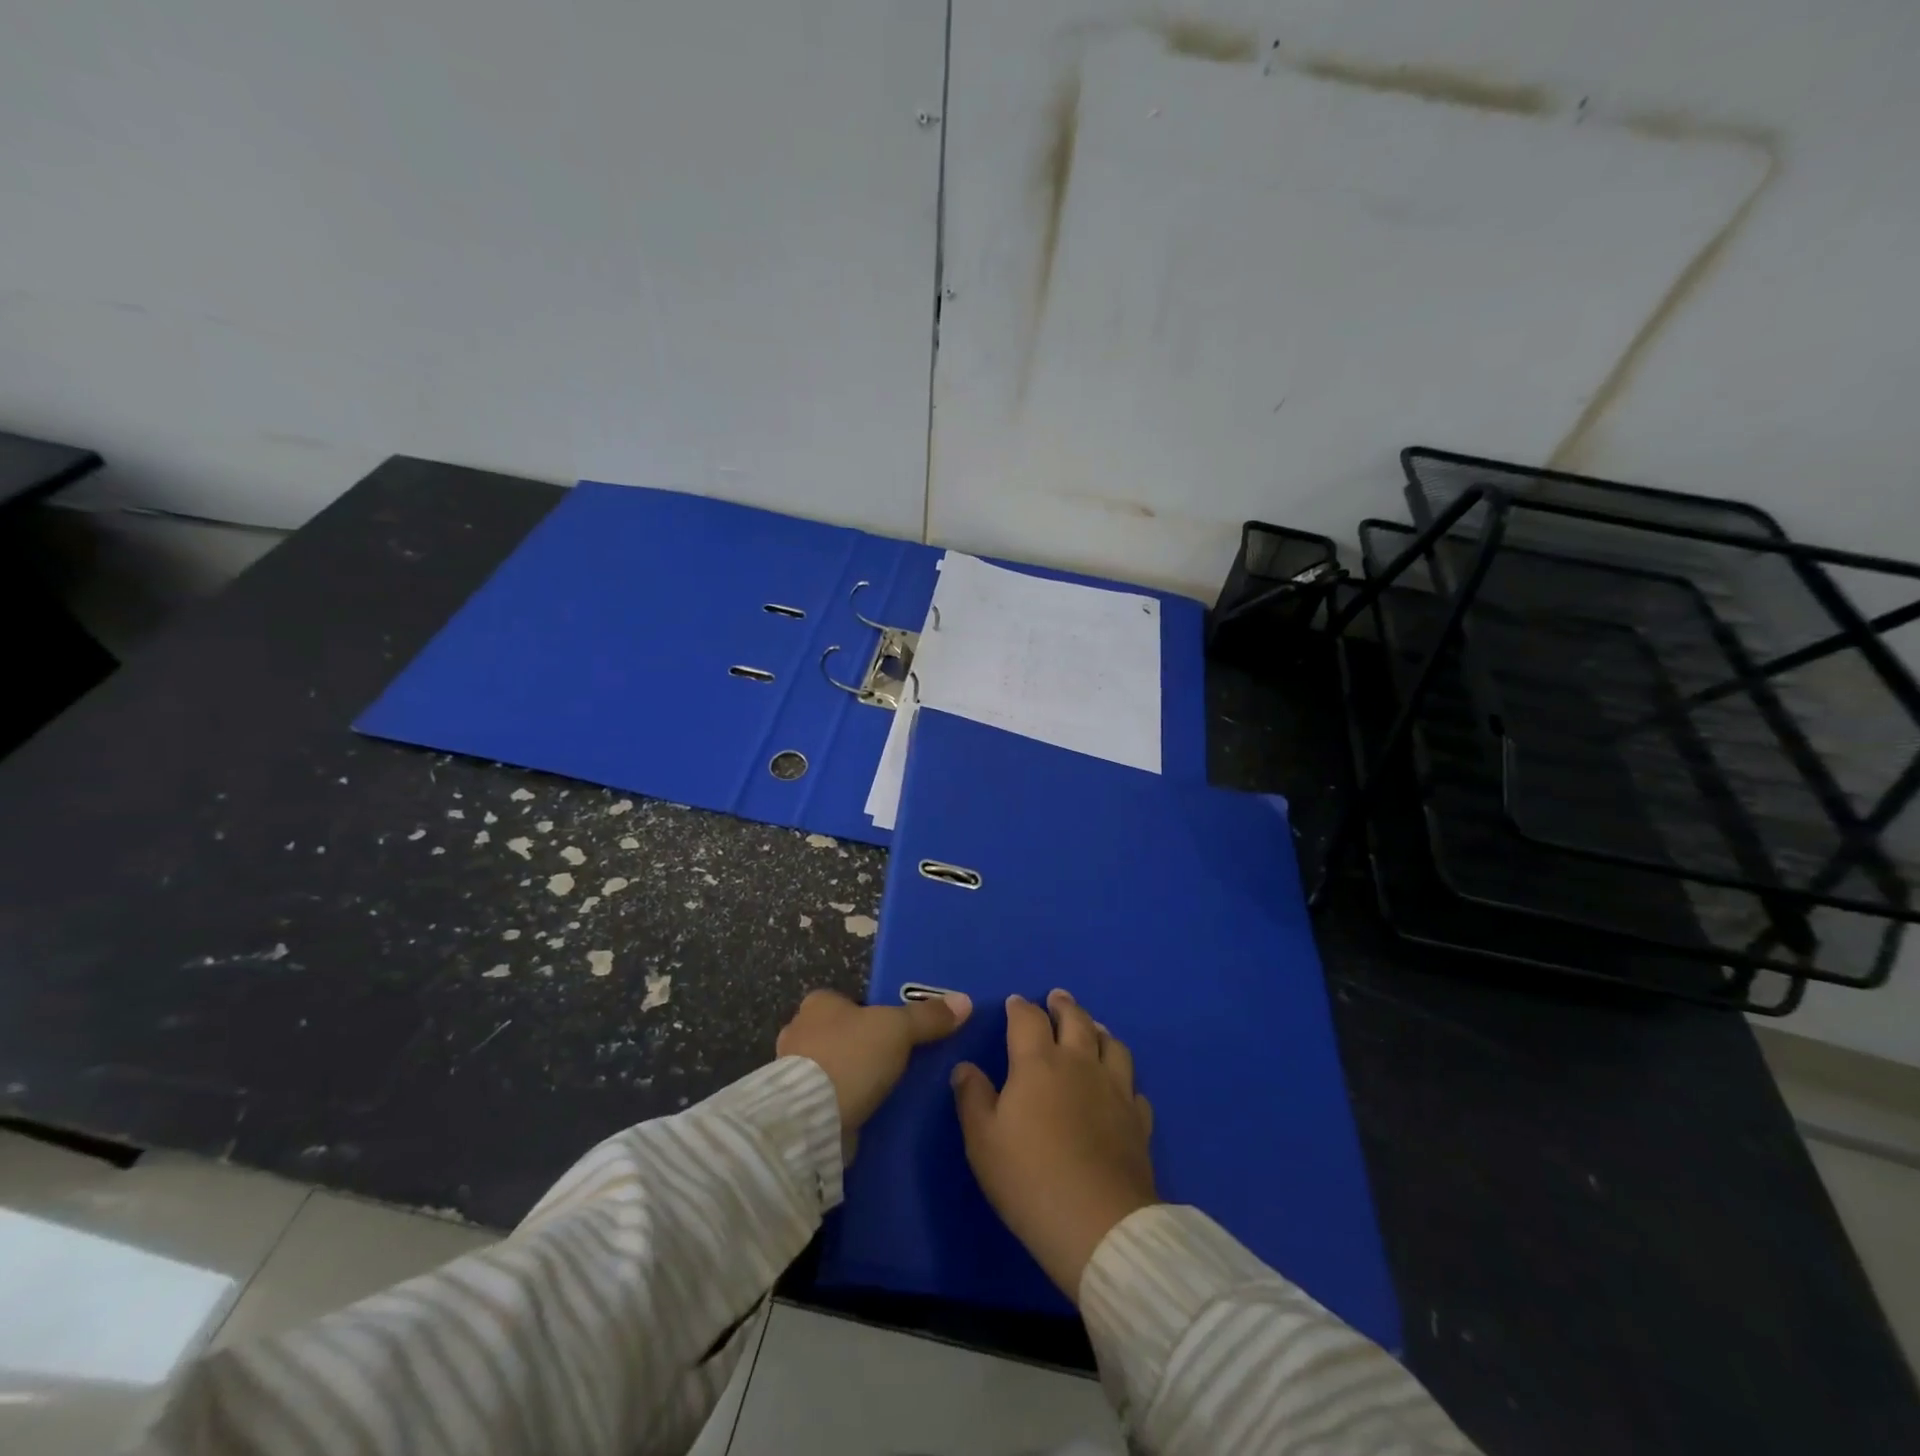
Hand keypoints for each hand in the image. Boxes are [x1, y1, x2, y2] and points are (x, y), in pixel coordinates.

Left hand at [776, 988, 971, 1133]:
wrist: (811, 1119)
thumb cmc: (851, 1056)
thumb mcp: (899, 1029)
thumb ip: (928, 1016)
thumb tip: (964, 1001)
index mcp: (818, 1003)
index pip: (848, 1001)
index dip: (871, 1014)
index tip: (894, 1032)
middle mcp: (798, 1030)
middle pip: (838, 1033)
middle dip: (860, 1046)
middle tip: (892, 1062)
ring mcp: (791, 1071)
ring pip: (830, 1066)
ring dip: (850, 1076)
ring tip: (882, 1091)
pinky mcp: (794, 1106)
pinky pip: (825, 1097)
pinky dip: (841, 1102)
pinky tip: (864, 1113)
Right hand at [951, 990, 1156, 1303]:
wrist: (1099, 1225)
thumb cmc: (1030, 1179)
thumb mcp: (983, 1141)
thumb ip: (972, 1098)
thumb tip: (965, 1067)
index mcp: (1038, 1063)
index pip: (1028, 1019)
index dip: (1020, 1007)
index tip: (1014, 1003)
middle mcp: (1080, 1064)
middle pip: (1076, 1020)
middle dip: (1064, 1005)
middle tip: (1058, 998)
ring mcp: (1115, 1090)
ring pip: (1112, 1045)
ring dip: (1099, 1031)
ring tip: (1093, 1029)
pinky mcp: (1138, 1120)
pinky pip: (1133, 1087)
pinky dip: (1124, 1079)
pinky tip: (1120, 1087)